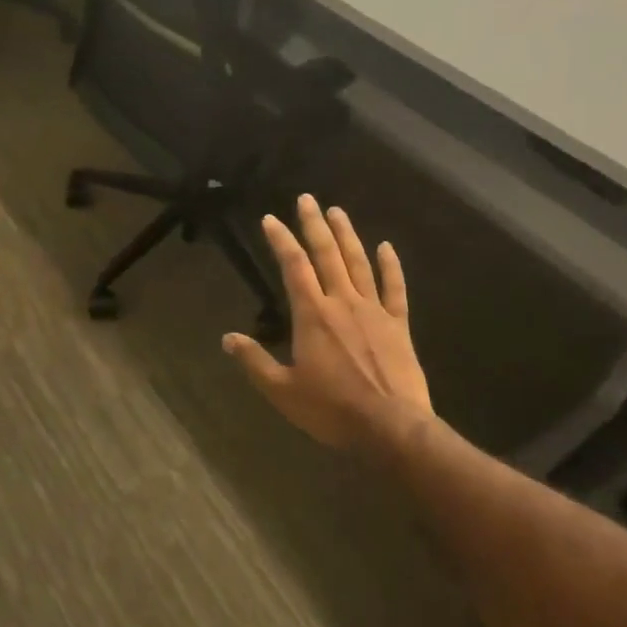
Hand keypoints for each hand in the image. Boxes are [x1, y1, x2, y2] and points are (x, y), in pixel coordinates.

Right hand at [223, 195, 433, 454]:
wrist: (392, 427)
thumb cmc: (332, 409)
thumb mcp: (283, 391)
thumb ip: (255, 361)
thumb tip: (227, 339)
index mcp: (312, 314)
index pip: (293, 266)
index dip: (281, 240)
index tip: (270, 219)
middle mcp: (342, 302)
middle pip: (326, 254)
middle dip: (314, 224)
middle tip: (307, 199)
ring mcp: (373, 310)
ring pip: (359, 263)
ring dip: (347, 235)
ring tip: (337, 211)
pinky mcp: (398, 324)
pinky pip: (395, 288)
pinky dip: (391, 265)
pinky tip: (386, 246)